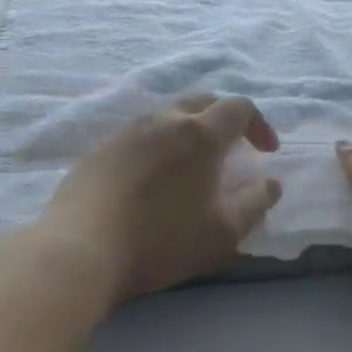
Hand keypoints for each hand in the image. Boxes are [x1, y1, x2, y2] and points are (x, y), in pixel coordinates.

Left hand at [38, 96, 282, 305]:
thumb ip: (255, 204)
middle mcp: (163, 121)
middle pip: (202, 102)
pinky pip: (140, 136)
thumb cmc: (162, 240)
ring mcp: (126, 132)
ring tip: (192, 166)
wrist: (80, 249)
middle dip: (225, 120)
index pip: (239, 108)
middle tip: (233, 150)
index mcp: (200, 134)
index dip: (259, 125)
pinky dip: (159, 146)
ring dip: (189, 132)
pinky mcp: (100, 150)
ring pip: (168, 116)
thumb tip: (271, 183)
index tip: (266, 152)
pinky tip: (153, 180)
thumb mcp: (223, 232)